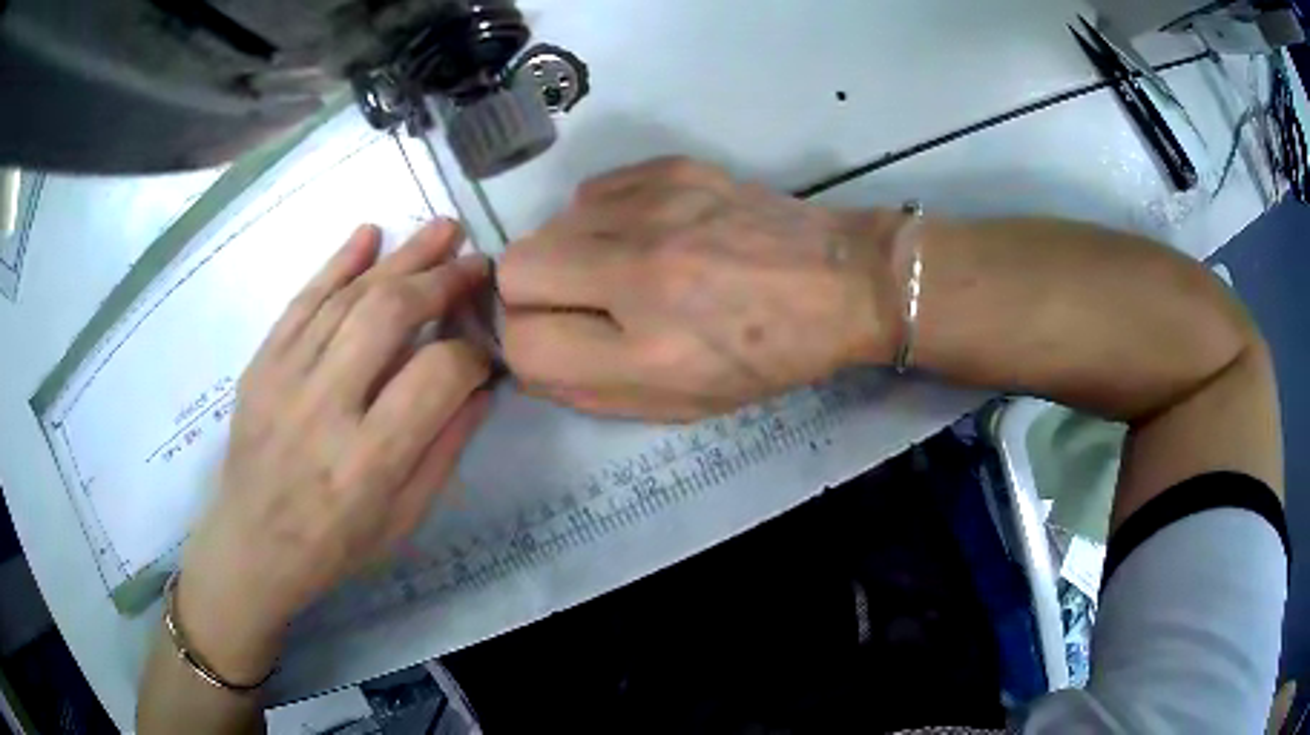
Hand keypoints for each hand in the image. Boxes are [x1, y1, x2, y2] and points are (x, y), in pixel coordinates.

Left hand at [177, 221, 491, 681]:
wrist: (252, 545)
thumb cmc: (335, 545)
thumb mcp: (404, 520)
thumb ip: (445, 451)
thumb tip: (481, 386)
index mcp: (369, 462)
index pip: (436, 377)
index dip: (471, 353)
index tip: (483, 349)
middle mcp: (325, 408)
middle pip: (388, 316)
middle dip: (440, 280)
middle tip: (474, 261)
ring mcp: (285, 378)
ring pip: (348, 298)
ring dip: (400, 257)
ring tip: (441, 229)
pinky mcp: (261, 364)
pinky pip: (301, 301)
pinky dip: (337, 263)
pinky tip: (369, 234)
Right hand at [500, 157, 903, 420]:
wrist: (844, 280)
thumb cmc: (769, 355)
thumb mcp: (683, 403)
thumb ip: (590, 388)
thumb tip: (527, 354)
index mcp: (650, 352)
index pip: (522, 344)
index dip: (527, 346)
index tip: (554, 340)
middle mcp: (641, 272)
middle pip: (514, 269)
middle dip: (531, 294)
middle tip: (579, 302)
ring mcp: (656, 209)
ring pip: (547, 224)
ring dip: (568, 253)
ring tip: (621, 265)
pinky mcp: (671, 168)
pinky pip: (590, 192)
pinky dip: (600, 218)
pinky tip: (646, 231)